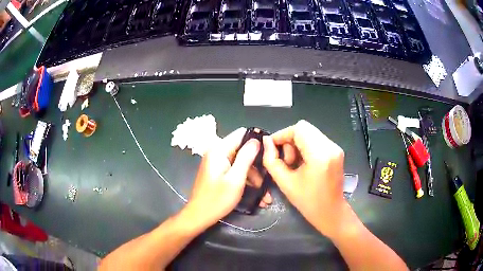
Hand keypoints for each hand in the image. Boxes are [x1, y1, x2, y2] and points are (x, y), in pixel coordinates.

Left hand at [186, 127, 271, 228]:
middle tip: (268, 180)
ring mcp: (217, 163)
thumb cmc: (217, 199)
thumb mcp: (236, 179)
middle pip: (243, 150)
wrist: (199, 216)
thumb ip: (246, 157)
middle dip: (257, 165)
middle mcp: (217, 152)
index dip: (257, 141)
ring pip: (241, 162)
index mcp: (219, 150)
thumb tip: (257, 140)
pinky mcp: (218, 172)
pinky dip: (246, 180)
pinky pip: (235, 170)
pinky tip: (256, 194)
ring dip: (254, 177)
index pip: (241, 134)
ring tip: (264, 195)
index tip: (270, 153)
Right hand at [262, 120, 346, 237]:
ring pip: (310, 133)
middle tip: (286, 161)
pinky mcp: (336, 151)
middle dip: (289, 140)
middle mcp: (331, 146)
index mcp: (319, 155)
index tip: (272, 147)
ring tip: (294, 163)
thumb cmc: (308, 202)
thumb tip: (266, 141)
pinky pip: (316, 140)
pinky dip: (306, 147)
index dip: (282, 135)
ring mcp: (336, 148)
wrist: (331, 212)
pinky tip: (303, 162)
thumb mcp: (285, 183)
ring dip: (297, 144)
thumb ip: (272, 160)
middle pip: (305, 128)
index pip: (299, 129)